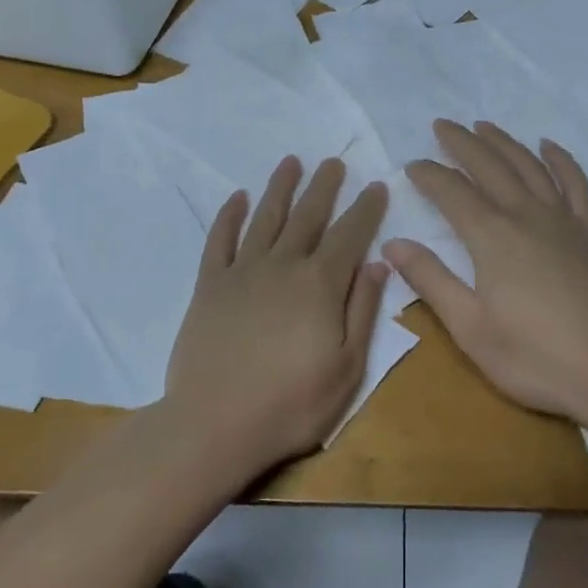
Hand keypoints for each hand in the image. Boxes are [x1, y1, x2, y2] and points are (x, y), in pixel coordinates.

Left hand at [164, 155, 389, 475]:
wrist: (213, 426)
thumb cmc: (291, 405)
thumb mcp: (347, 368)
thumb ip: (363, 310)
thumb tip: (378, 263)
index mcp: (320, 284)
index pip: (350, 234)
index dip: (365, 208)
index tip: (376, 185)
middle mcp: (282, 266)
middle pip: (308, 216)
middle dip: (324, 186)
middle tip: (334, 161)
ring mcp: (242, 273)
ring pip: (265, 218)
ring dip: (280, 188)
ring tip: (291, 162)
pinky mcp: (209, 287)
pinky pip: (219, 241)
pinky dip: (228, 216)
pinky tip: (236, 198)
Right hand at [383, 120, 587, 422]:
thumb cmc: (536, 358)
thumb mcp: (471, 328)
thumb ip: (432, 281)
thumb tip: (394, 244)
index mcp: (492, 237)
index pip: (452, 192)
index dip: (429, 175)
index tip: (412, 164)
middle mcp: (526, 216)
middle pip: (490, 167)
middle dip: (462, 143)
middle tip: (441, 125)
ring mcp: (563, 222)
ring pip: (529, 166)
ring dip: (504, 143)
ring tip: (484, 126)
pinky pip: (575, 184)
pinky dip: (561, 160)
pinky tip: (549, 147)